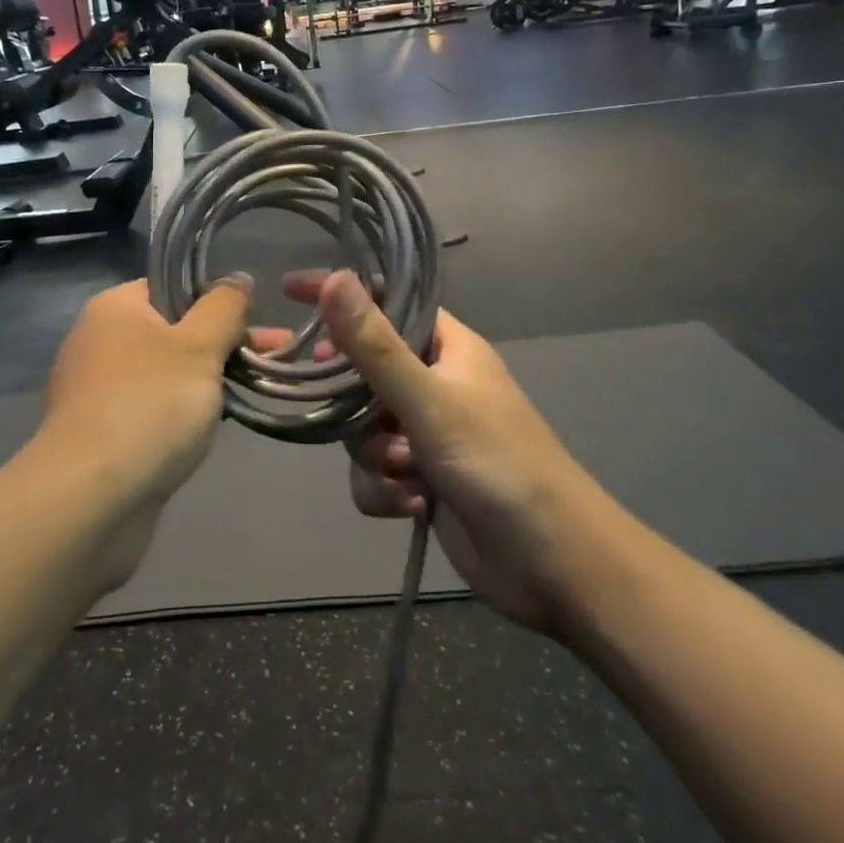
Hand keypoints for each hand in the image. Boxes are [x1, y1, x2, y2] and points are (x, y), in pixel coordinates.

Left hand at [38, 278, 250, 585]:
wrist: (89, 499)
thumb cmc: (149, 405)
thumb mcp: (200, 345)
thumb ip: (224, 306)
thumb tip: (237, 279)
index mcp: (114, 307)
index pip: (172, 287)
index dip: (215, 301)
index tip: (252, 325)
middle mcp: (98, 341)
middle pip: (172, 330)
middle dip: (221, 344)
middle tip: (269, 360)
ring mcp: (95, 390)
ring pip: (164, 373)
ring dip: (204, 382)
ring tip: (248, 395)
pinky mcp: (99, 433)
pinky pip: (150, 410)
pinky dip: (178, 415)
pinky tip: (206, 431)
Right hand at [289, 271, 600, 636]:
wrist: (553, 564)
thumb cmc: (498, 464)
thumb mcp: (429, 400)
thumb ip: (375, 344)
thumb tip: (335, 278)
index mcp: (447, 348)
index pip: (385, 302)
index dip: (341, 294)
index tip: (290, 291)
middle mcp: (434, 383)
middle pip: (362, 370)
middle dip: (352, 400)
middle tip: (338, 407)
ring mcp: (427, 433)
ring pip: (362, 427)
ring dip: (375, 454)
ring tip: (407, 472)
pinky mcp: (421, 479)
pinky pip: (374, 471)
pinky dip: (385, 489)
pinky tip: (413, 504)